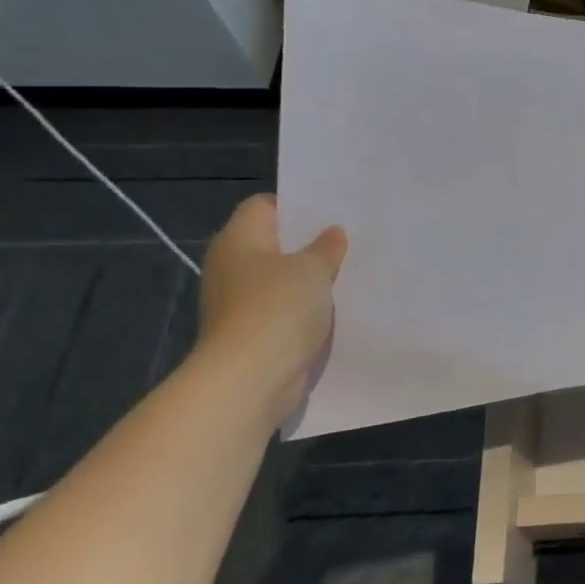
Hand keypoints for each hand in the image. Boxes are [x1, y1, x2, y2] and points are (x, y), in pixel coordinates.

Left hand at [198, 195, 346, 416]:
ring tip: (351, 269)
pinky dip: (307, 307)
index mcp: (239, 239)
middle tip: (351, 237)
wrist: (249, 379)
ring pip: (282, 278)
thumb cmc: (277, 308)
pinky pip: (285, 308)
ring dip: (310, 277)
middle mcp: (233, 266)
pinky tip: (337, 305)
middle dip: (309, 241)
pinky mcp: (253, 332)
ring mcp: (240, 301)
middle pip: (274, 242)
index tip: (333, 210)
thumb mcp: (313, 269)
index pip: (265, 206)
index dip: (297, 204)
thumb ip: (326, 248)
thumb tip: (332, 233)